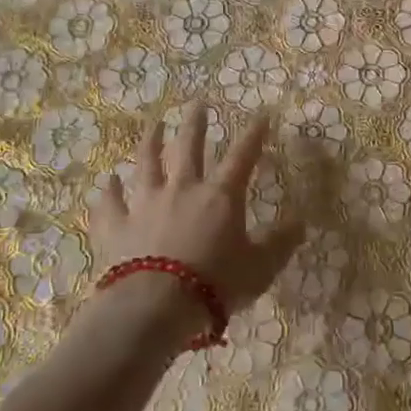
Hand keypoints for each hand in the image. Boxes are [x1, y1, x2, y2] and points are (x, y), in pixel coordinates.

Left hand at [89, 102, 304, 319]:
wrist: (156, 306)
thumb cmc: (216, 284)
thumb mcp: (260, 267)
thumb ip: (281, 243)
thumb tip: (301, 223)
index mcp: (220, 196)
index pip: (242, 157)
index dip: (253, 135)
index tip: (261, 115)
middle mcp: (182, 189)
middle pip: (189, 148)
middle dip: (195, 124)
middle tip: (196, 103)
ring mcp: (145, 204)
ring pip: (147, 164)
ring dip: (150, 142)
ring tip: (153, 125)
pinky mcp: (116, 225)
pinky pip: (111, 203)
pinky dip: (110, 191)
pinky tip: (109, 181)